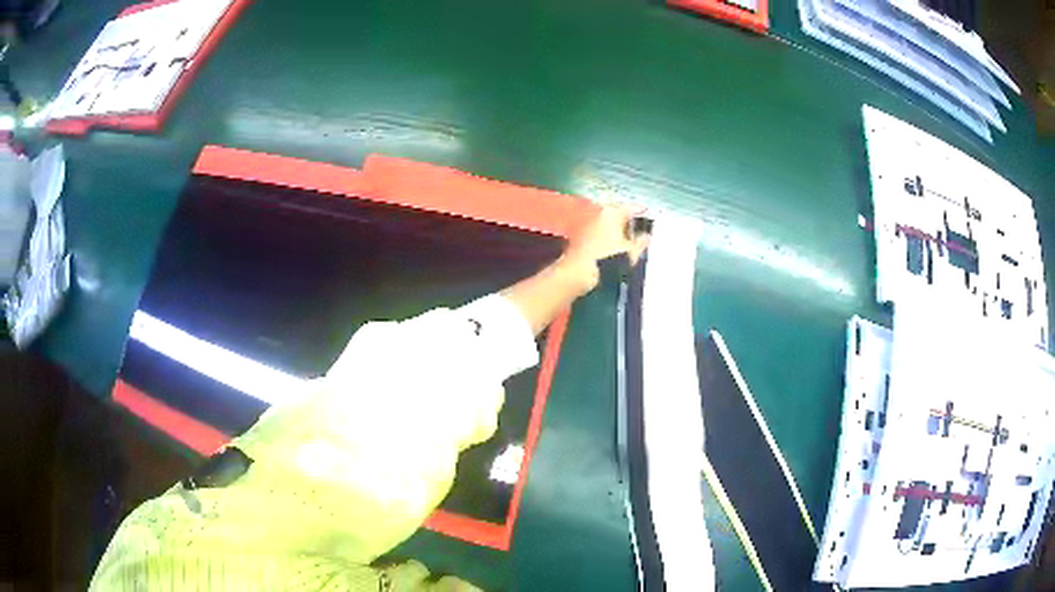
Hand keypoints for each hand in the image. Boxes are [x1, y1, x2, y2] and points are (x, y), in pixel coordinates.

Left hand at [560, 204, 650, 291]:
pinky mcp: (581, 237)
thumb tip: (646, 236)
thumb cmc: (608, 260)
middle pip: (617, 214)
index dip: (641, 211)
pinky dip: (608, 236)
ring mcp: (588, 224)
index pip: (631, 207)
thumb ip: (642, 242)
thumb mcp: (632, 252)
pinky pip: (600, 232)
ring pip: (608, 223)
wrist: (577, 273)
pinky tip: (614, 247)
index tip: (648, 212)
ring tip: (629, 239)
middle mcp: (599, 214)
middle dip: (628, 220)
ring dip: (618, 229)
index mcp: (612, 212)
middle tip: (640, 228)